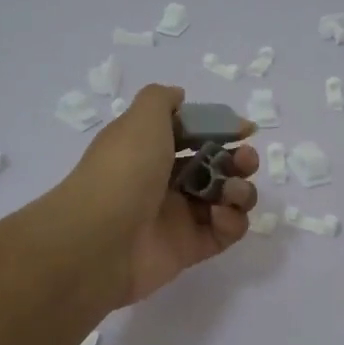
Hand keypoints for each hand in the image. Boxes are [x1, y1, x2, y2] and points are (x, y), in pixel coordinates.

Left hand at [58, 84, 258, 305]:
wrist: (98, 240)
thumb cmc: (124, 170)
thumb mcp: (140, 119)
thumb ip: (161, 100)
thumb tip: (179, 96)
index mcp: (151, 148)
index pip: (194, 134)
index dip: (221, 129)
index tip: (245, 130)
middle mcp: (165, 180)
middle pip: (216, 166)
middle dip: (239, 160)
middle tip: (245, 160)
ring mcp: (178, 216)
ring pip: (225, 199)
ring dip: (241, 190)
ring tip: (232, 192)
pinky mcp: (190, 248)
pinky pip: (224, 232)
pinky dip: (231, 222)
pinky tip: (220, 216)